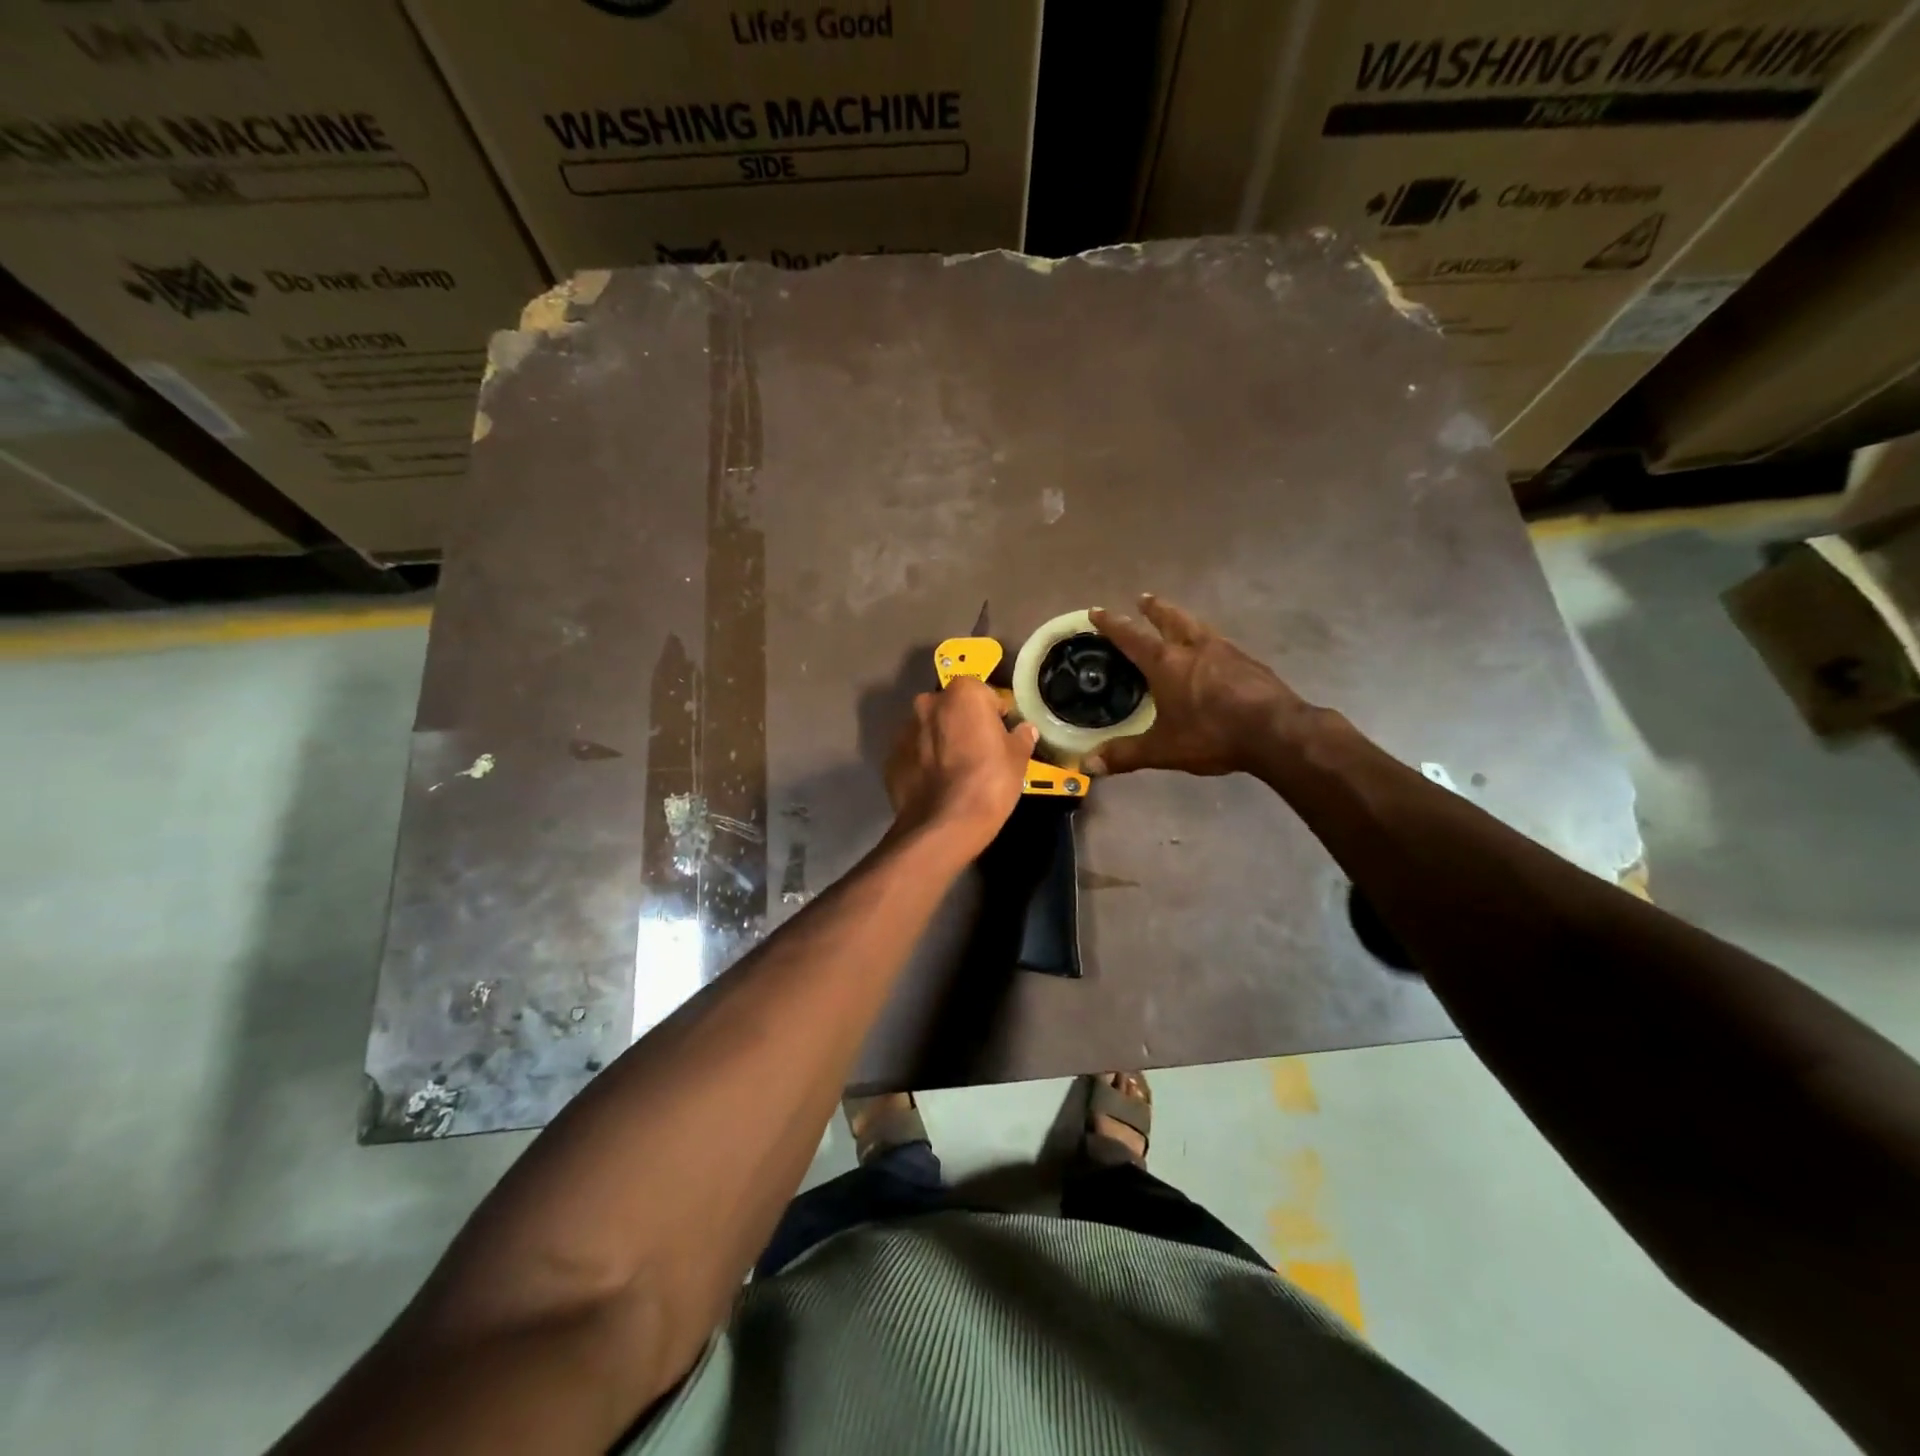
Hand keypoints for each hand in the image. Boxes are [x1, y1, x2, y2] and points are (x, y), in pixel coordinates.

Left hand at [884, 676, 1038, 853]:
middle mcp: (928, 704)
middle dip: (963, 723)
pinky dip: (924, 763)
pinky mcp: (891, 758)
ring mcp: (905, 730)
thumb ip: (1021, 738)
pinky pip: (914, 754)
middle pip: (951, 708)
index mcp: (962, 694)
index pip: (983, 693)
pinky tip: (937, 785)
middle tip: (978, 751)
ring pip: (929, 730)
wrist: (944, 825)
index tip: (1000, 734)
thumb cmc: (989, 782)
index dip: (994, 713)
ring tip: (955, 771)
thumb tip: (1025, 729)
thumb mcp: (1018, 759)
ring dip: (941, 742)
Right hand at [1087, 594, 1318, 776]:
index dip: (1112, 624)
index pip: (1131, 637)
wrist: (1276, 731)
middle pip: (1170, 619)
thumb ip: (1125, 755)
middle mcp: (1194, 648)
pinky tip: (1212, 651)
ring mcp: (1225, 651)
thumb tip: (1088, 764)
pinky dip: (1207, 639)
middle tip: (1144, 598)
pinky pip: (1220, 642)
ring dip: (1183, 618)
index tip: (1097, 610)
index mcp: (1166, 663)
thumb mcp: (1163, 749)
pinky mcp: (1249, 662)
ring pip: (1198, 626)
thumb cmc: (1212, 734)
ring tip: (1177, 618)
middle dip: (1154, 609)